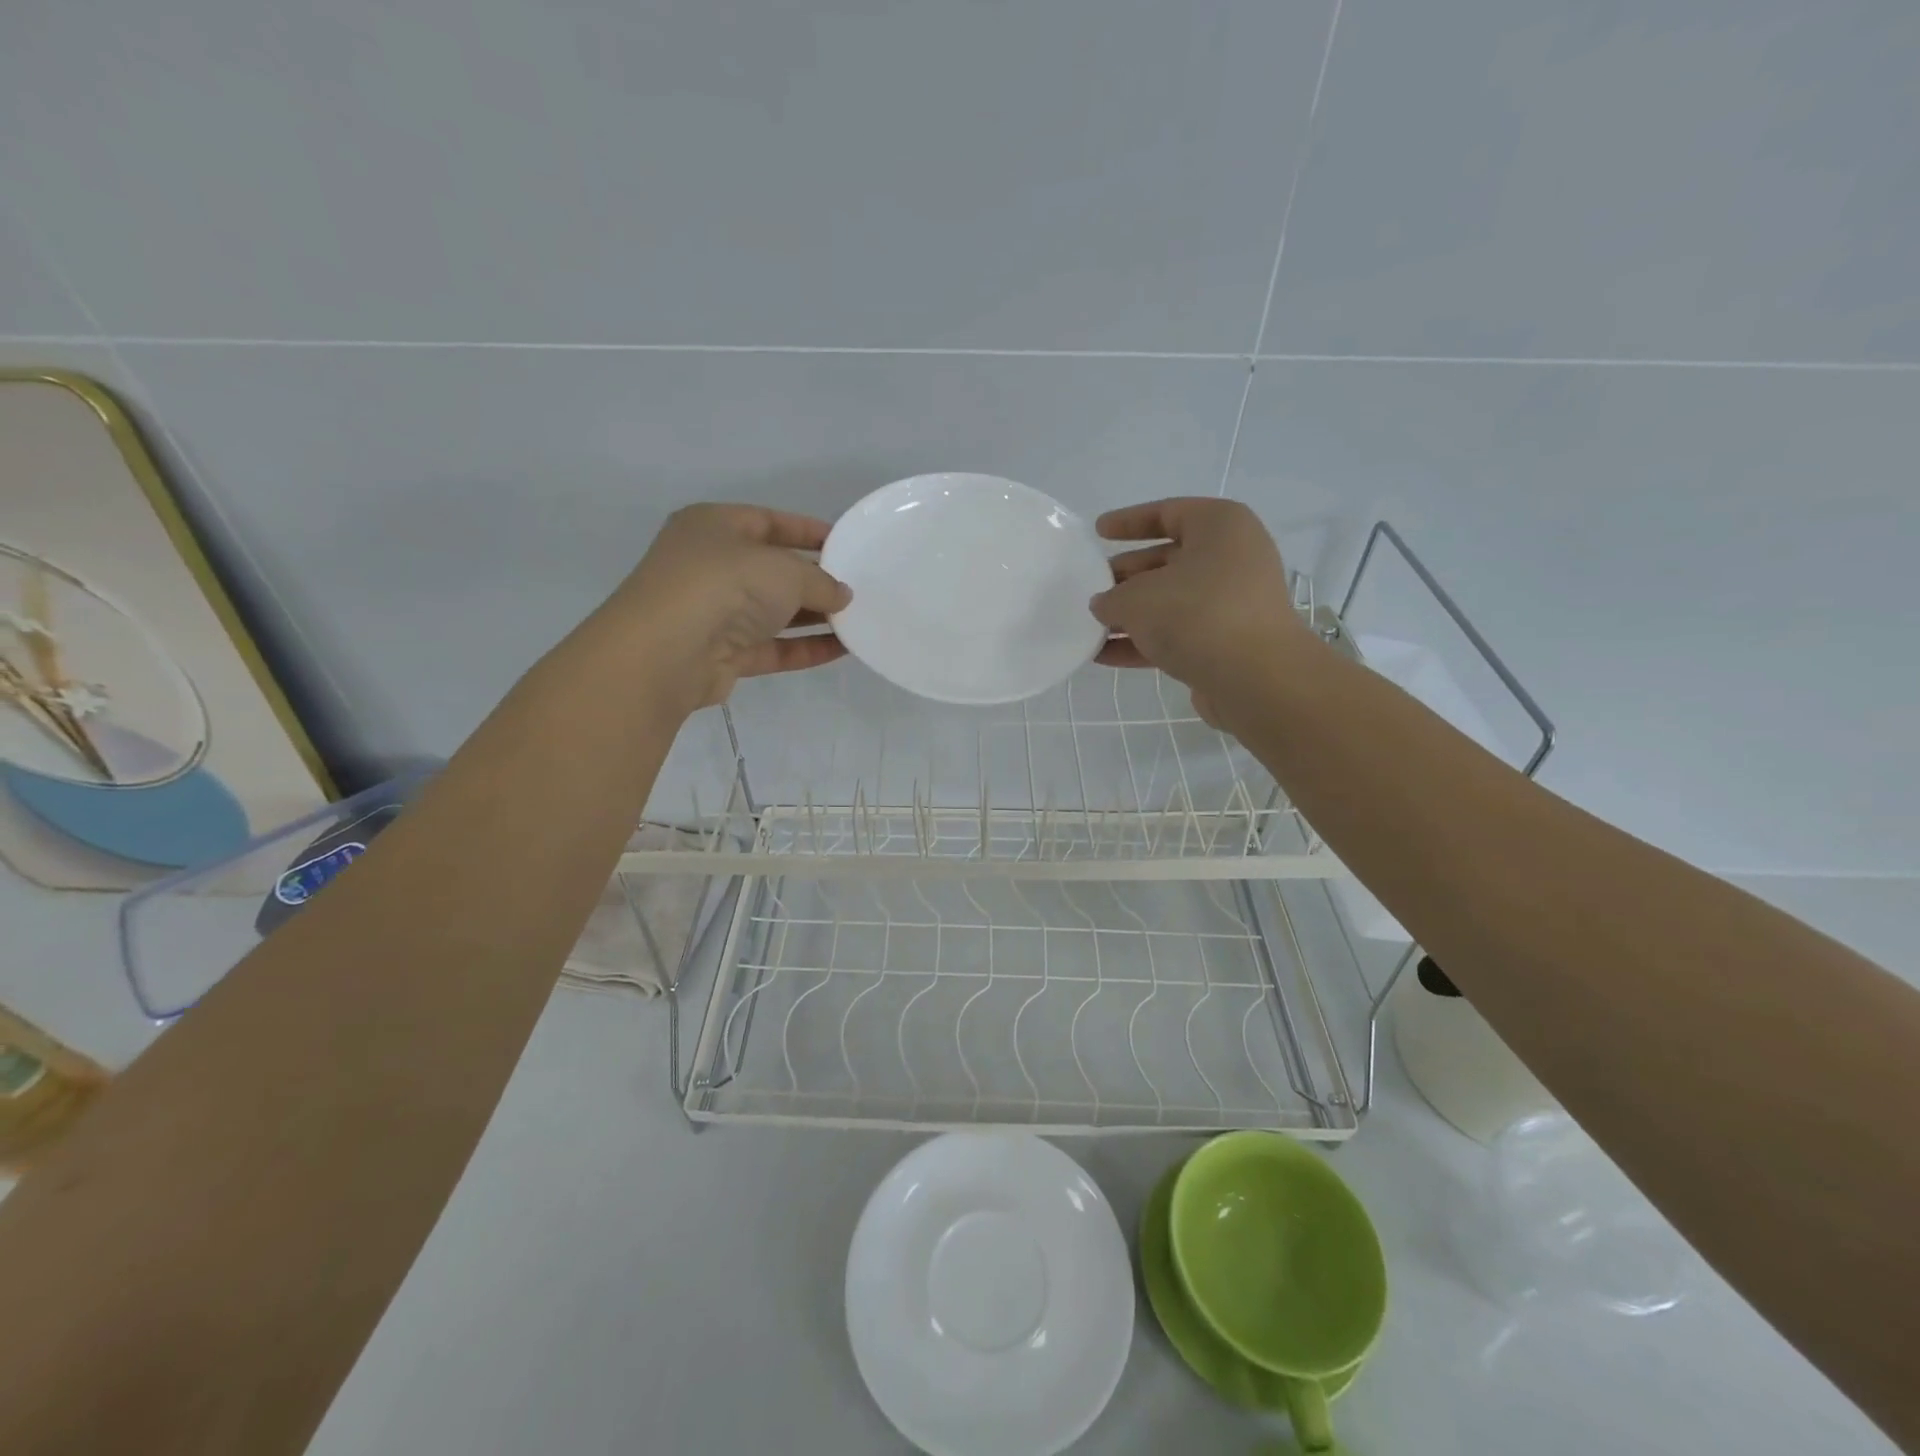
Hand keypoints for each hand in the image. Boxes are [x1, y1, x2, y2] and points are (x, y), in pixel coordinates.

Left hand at [598, 504, 850, 714]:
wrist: (666, 653)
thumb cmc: (723, 586)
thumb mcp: (784, 570)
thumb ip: (820, 581)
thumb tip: (843, 594)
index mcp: (713, 527)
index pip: (768, 521)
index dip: (808, 531)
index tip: (845, 543)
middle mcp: (710, 565)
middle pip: (772, 569)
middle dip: (815, 579)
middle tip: (858, 587)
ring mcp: (714, 612)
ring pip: (773, 611)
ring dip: (814, 617)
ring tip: (858, 620)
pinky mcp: (722, 654)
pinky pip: (772, 647)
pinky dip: (804, 647)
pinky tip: (842, 650)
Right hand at [1090, 498, 1316, 725]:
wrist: (1254, 678)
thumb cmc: (1196, 614)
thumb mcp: (1137, 598)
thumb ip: (1111, 598)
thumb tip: (1104, 605)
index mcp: (1220, 527)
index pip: (1168, 513)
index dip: (1129, 522)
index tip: (1098, 532)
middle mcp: (1232, 558)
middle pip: (1168, 560)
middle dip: (1126, 575)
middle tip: (1091, 587)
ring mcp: (1231, 603)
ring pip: (1171, 601)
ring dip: (1131, 614)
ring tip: (1090, 625)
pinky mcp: (1226, 642)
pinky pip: (1177, 634)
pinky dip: (1143, 642)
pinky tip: (1104, 655)